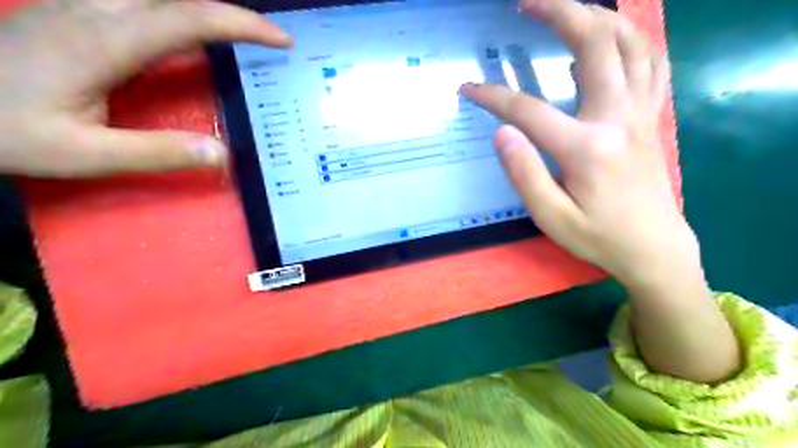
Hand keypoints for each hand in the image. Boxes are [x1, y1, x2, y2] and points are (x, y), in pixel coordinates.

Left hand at [0, 0, 291, 178]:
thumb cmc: (3, 129)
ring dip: (207, 12)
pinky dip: (182, 14)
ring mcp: (84, 7)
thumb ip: (156, 152)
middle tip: (270, 40)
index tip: (281, 39)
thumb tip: (223, 154)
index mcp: (106, 42)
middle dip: (234, 15)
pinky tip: (192, 32)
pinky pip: (145, 3)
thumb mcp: (83, 154)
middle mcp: (99, 12)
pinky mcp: (77, 13)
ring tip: (241, 36)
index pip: (191, 19)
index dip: (242, 25)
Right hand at [463, 0, 700, 290]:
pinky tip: (609, 39)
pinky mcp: (650, 119)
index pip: (528, 110)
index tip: (468, 88)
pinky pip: (650, 63)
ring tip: (567, 9)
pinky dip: (630, 40)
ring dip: (598, 16)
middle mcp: (617, 119)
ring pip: (631, 43)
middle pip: (595, 44)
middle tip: (526, 3)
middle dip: (559, 13)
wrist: (655, 249)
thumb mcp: (551, 217)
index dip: (492, 96)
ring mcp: (640, 114)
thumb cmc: (599, 237)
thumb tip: (501, 132)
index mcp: (586, 148)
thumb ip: (524, 173)